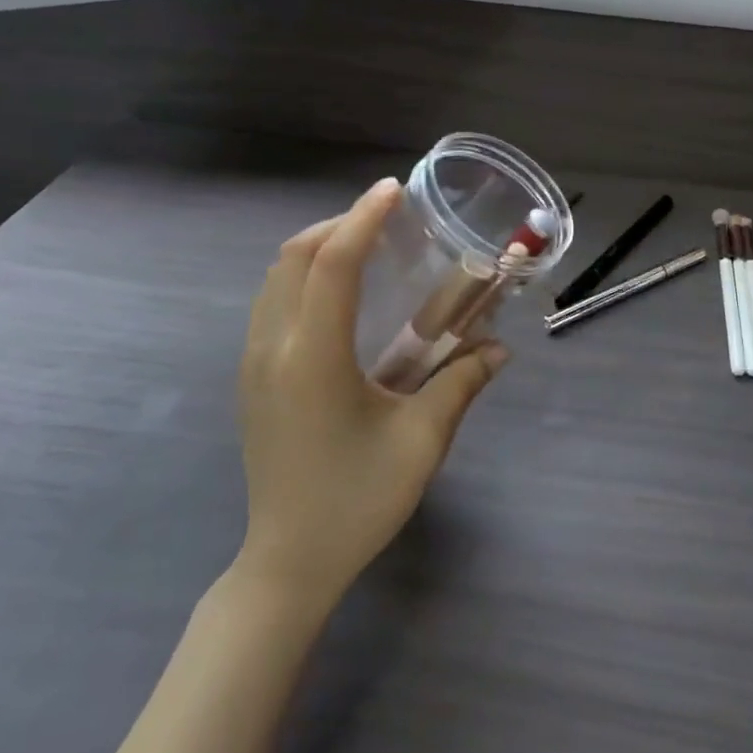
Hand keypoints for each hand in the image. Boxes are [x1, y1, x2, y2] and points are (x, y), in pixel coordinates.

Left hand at [235, 177, 506, 612]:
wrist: (289, 561)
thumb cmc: (358, 500)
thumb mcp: (421, 441)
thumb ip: (461, 383)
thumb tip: (500, 347)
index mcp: (313, 357)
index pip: (332, 264)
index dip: (363, 219)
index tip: (394, 190)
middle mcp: (273, 348)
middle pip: (294, 258)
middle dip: (339, 226)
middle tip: (387, 219)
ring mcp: (254, 364)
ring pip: (276, 279)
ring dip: (318, 250)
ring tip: (366, 247)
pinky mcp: (252, 380)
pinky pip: (272, 304)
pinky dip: (303, 278)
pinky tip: (340, 297)